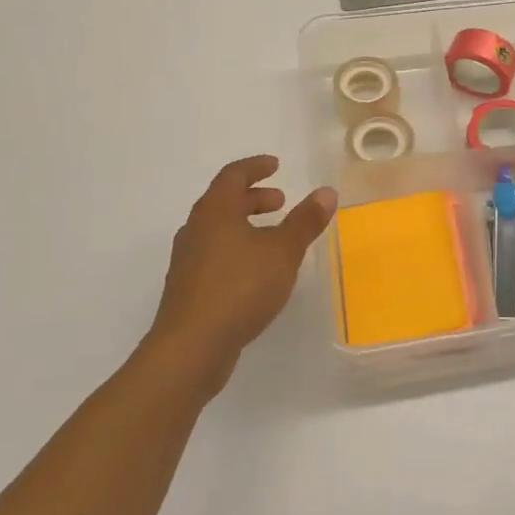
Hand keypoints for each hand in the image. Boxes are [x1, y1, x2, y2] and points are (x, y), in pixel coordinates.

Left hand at [144, 156, 336, 392]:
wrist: (190, 348)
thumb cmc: (239, 288)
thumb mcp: (283, 252)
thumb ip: (305, 221)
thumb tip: (326, 192)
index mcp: (215, 211)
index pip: (233, 175)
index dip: (256, 167)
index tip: (276, 165)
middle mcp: (196, 229)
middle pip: (223, 201)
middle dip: (253, 197)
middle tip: (280, 202)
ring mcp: (188, 260)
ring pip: (218, 229)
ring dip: (245, 224)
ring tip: (273, 237)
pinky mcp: (188, 288)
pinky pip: (215, 254)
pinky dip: (237, 248)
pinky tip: (256, 271)